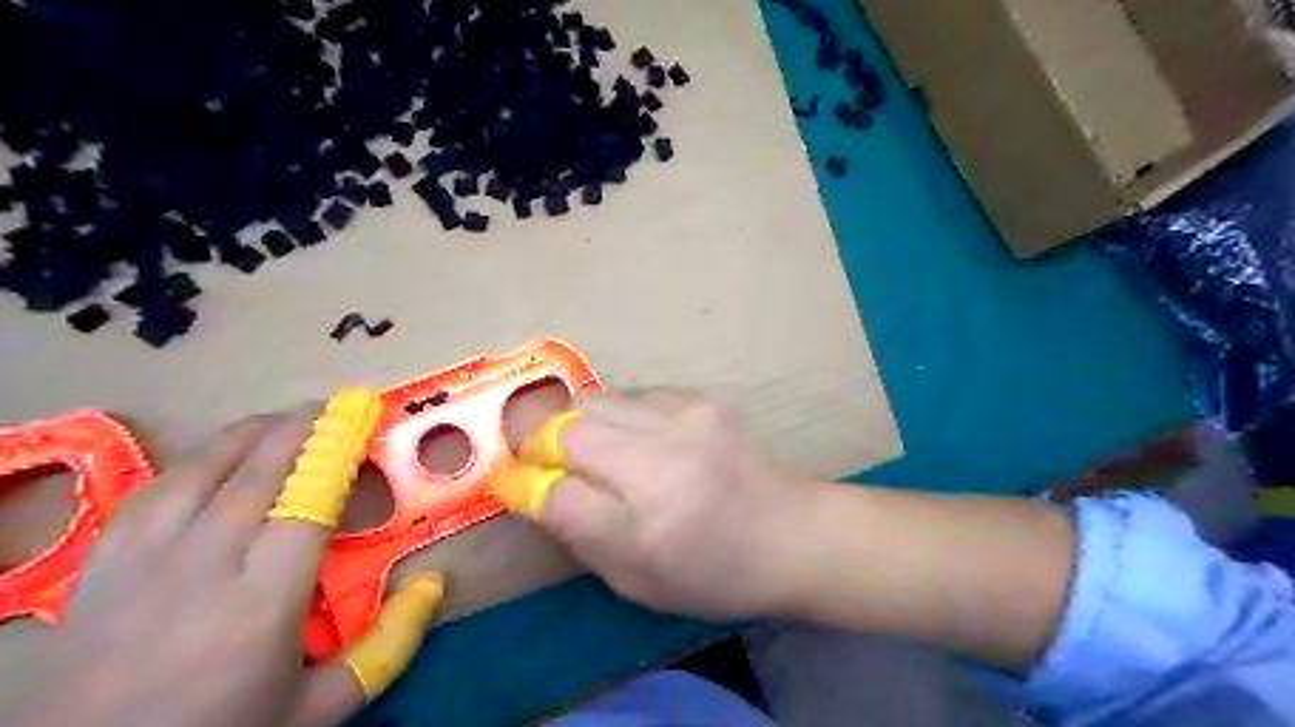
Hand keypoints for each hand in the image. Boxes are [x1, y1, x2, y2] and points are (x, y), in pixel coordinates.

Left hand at [1, 390, 444, 726]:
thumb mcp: (318, 709)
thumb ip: (386, 647)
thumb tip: (433, 584)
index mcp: (261, 602)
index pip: (307, 503)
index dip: (336, 452)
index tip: (361, 416)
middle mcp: (202, 566)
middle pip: (257, 472)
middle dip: (300, 428)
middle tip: (334, 405)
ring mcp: (144, 559)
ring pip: (202, 468)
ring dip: (251, 433)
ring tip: (285, 418)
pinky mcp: (104, 561)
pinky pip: (157, 487)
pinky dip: (199, 459)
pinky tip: (219, 455)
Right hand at [491, 390, 811, 621]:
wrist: (791, 532)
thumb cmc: (713, 573)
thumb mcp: (636, 581)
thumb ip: (578, 534)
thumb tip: (531, 488)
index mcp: (647, 528)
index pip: (554, 492)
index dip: (519, 483)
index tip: (507, 481)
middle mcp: (662, 462)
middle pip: (565, 428)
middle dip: (537, 443)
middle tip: (541, 460)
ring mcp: (684, 419)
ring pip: (593, 401)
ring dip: (574, 425)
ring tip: (590, 450)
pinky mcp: (700, 398)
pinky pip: (630, 394)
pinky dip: (615, 414)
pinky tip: (635, 438)